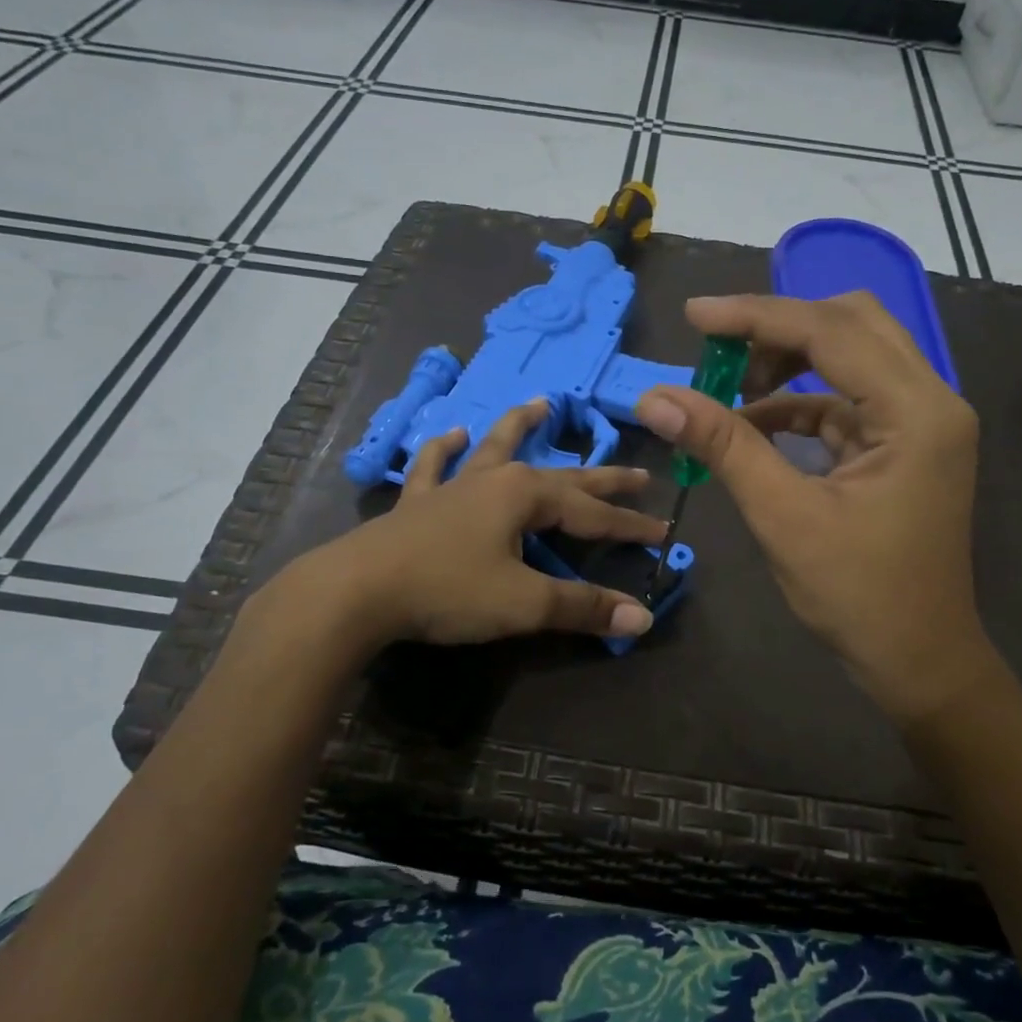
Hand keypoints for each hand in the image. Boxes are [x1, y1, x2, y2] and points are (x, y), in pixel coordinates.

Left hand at [246, 398, 665, 655]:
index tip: (663, 534)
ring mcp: (453, 486)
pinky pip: (434, 467)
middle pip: (561, 476)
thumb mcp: (524, 603)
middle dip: (601, 478)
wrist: (358, 590)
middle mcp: (495, 479)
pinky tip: (451, 435)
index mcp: (526, 495)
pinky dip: (443, 450)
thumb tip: (642, 618)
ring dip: (521, 427)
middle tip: (638, 473)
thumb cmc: (448, 590)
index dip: (630, 527)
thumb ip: (583, 607)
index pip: (594, 514)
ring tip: (541, 403)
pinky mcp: (419, 503)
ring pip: (496, 448)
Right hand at [635, 293, 989, 721]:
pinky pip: (848, 399)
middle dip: (779, 329)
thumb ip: (724, 446)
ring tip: (730, 390)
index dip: (756, 317)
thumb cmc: (857, 595)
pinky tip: (755, 424)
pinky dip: (800, 403)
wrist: (917, 659)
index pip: (830, 332)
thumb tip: (656, 399)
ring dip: (789, 363)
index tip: (694, 317)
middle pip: (852, 324)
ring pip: (852, 355)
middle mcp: (931, 400)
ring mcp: (922, 422)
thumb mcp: (783, 516)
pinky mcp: (905, 444)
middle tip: (718, 350)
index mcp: (917, 411)